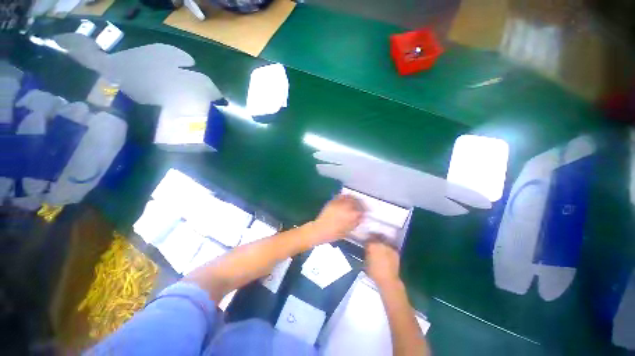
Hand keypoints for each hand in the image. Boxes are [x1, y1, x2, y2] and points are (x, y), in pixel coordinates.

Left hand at [312, 195, 364, 242]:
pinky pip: (341, 196)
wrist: (320, 229)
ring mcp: (339, 202)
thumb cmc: (334, 233)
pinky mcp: (332, 201)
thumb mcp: (348, 230)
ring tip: (354, 202)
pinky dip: (345, 197)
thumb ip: (356, 222)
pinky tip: (345, 201)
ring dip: (353, 199)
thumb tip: (361, 217)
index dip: (364, 211)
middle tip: (361, 207)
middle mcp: (346, 206)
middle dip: (360, 203)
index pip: (362, 210)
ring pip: (349, 196)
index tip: (365, 213)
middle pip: (356, 201)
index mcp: (351, 214)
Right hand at [365, 237, 400, 288]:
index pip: (368, 239)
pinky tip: (386, 251)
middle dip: (375, 239)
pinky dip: (388, 248)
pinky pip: (390, 246)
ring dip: (382, 242)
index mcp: (372, 245)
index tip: (367, 243)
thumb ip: (367, 252)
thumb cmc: (374, 272)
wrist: (388, 280)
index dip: (367, 241)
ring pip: (384, 240)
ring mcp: (389, 247)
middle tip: (373, 243)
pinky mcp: (395, 251)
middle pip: (377, 237)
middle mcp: (381, 243)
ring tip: (380, 246)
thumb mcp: (366, 261)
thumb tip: (367, 249)